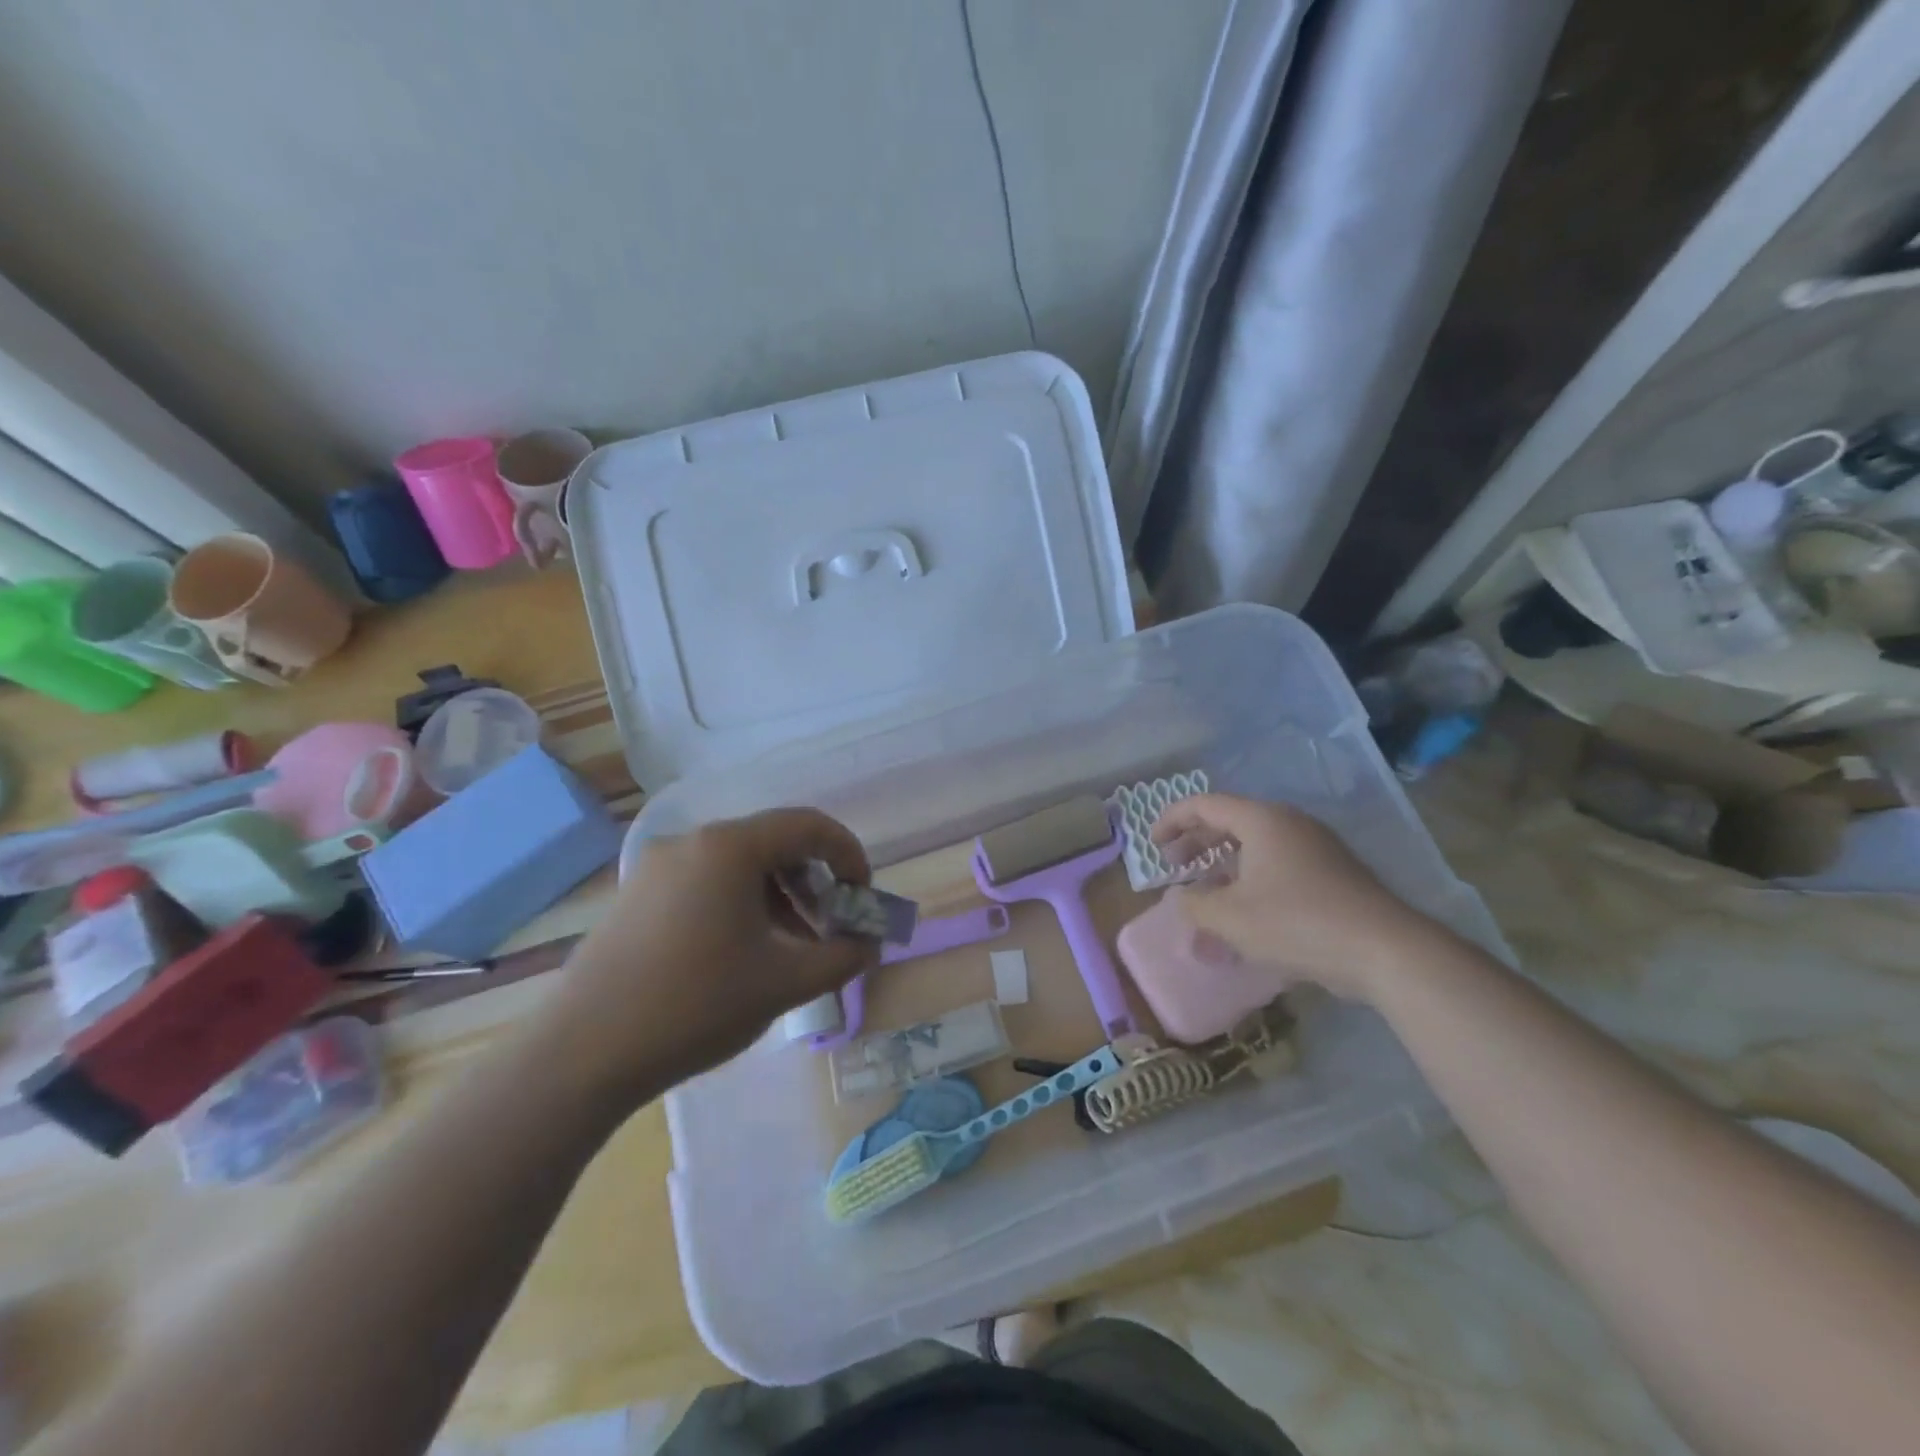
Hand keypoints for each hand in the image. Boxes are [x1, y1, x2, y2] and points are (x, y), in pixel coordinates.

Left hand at [545, 808, 880, 1097]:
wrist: (581, 1054)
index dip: (848, 855)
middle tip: (831, 928)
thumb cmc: (695, 1006)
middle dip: (814, 882)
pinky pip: (706, 882)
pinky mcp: (636, 895)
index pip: (809, 826)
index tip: (863, 897)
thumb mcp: (784, 983)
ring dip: (779, 896)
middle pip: (774, 843)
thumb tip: (869, 945)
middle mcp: (692, 842)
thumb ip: (842, 957)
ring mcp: (657, 867)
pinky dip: (741, 904)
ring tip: (792, 946)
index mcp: (730, 847)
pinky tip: (744, 952)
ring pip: (739, 865)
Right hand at [1151, 794, 1444, 1002]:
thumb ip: (1194, 904)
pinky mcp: (1332, 873)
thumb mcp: (1230, 918)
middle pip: (1230, 820)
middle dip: (1195, 841)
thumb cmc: (1297, 923)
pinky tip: (1245, 909)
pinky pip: (1278, 862)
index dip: (1172, 820)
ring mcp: (1315, 847)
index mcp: (1261, 820)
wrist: (1384, 950)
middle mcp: (1288, 823)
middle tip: (1173, 864)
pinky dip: (1250, 876)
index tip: (1152, 844)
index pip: (1204, 805)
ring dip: (1223, 862)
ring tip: (1204, 889)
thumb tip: (1182, 896)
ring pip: (1255, 844)